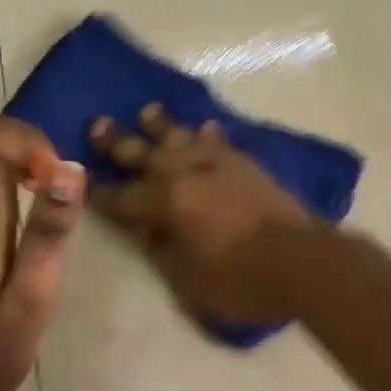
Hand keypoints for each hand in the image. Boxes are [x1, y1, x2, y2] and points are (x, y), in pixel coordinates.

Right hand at [90, 103, 317, 322]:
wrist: (304, 262)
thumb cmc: (243, 280)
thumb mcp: (190, 280)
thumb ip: (162, 251)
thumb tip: (145, 231)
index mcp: (169, 203)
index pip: (125, 198)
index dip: (103, 194)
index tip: (85, 184)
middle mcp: (189, 174)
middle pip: (146, 154)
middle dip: (119, 142)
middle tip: (98, 123)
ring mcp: (220, 164)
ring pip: (183, 137)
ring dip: (162, 126)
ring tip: (147, 110)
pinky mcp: (247, 165)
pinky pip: (220, 142)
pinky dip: (208, 135)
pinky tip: (204, 128)